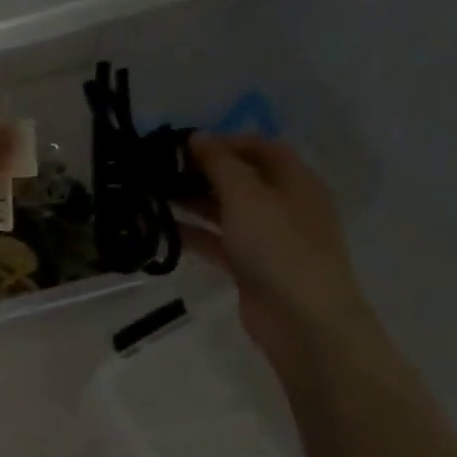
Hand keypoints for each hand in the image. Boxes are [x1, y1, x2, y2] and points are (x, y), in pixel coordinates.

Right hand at [178, 135, 378, 372]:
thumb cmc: (279, 247)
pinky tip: (162, 228)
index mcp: (295, 182)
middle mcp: (284, 206)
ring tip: (153, 194)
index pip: (262, 149)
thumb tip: (198, 136)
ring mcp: (267, 239)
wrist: (302, 320)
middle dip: (203, 171)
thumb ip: (220, 164)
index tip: (185, 144)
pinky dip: (194, 233)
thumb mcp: (247, 196)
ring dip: (193, 201)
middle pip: (241, 179)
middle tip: (161, 169)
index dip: (226, 141)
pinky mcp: (250, 266)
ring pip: (226, 211)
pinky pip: (217, 242)